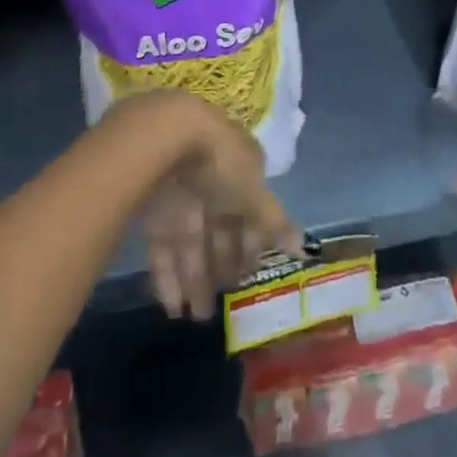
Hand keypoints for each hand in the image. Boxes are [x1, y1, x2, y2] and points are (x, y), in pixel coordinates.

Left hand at [109, 92, 299, 320]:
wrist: (165, 138)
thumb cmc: (220, 162)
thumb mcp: (253, 193)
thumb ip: (275, 222)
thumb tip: (302, 248)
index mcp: (240, 170)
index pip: (250, 211)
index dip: (252, 244)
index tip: (253, 274)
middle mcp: (212, 183)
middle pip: (220, 231)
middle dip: (223, 268)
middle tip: (225, 306)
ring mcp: (181, 196)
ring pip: (191, 244)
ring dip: (195, 281)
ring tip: (198, 319)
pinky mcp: (153, 211)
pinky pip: (163, 248)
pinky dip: (167, 277)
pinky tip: (172, 308)